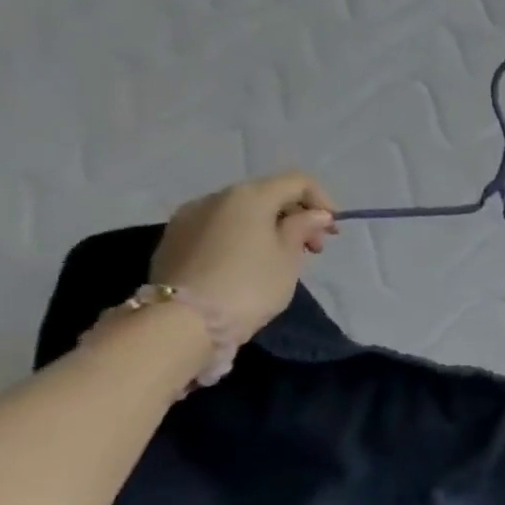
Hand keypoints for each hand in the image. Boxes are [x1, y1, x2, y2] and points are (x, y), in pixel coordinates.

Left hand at [149, 172, 339, 345]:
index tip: (332, 230)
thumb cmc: (248, 286)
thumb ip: (303, 228)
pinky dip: (241, 237)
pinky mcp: (172, 241)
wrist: (180, 323)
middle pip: (267, 194)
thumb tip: (314, 215)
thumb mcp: (289, 258)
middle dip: (295, 216)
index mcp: (249, 196)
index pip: (297, 181)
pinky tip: (247, 264)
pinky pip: (218, 228)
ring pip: (240, 212)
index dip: (322, 200)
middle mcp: (215, 197)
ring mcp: (187, 218)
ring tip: (280, 258)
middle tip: (312, 248)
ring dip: (267, 227)